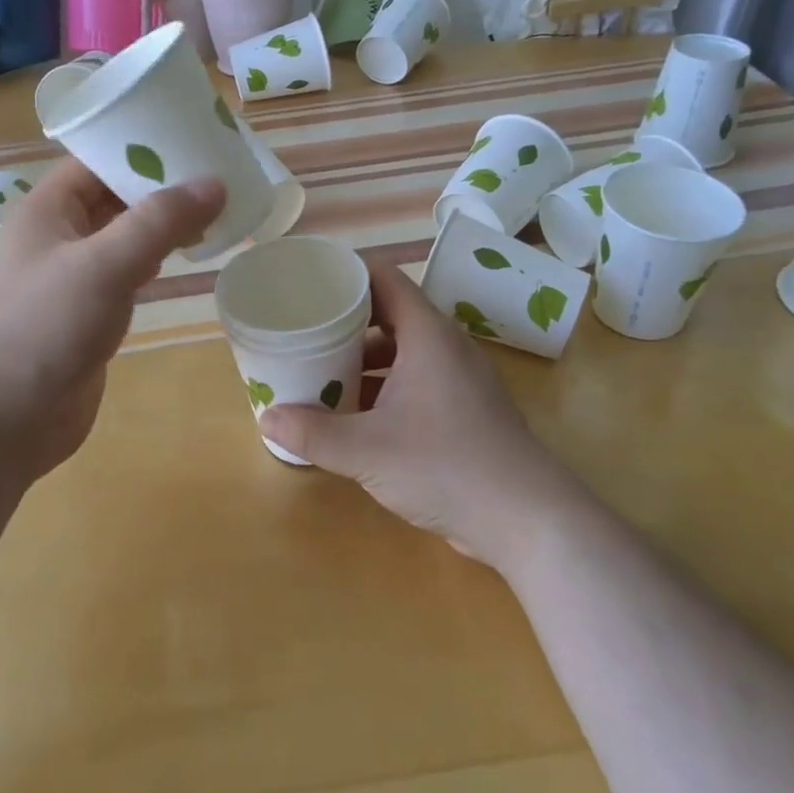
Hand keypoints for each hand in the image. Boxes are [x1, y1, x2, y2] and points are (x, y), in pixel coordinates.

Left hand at [0, 158, 224, 482]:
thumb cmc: (42, 329)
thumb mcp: (104, 264)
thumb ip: (159, 221)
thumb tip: (215, 182)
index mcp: (49, 208)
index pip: (99, 160)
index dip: (144, 147)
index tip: (197, 142)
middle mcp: (58, 236)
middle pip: (115, 196)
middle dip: (162, 187)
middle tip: (219, 178)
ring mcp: (71, 278)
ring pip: (123, 236)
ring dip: (162, 226)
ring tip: (214, 213)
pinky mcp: (86, 315)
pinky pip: (126, 274)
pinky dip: (155, 262)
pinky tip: (184, 261)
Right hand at [260, 259, 574, 567]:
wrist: (526, 519)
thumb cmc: (445, 465)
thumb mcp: (367, 450)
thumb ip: (313, 434)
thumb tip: (267, 418)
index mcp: (427, 334)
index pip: (384, 278)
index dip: (346, 272)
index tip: (308, 280)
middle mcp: (446, 346)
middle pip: (389, 313)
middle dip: (345, 320)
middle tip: (304, 327)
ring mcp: (459, 379)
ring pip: (403, 351)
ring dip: (363, 359)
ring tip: (321, 370)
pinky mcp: (464, 410)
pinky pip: (416, 380)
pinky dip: (384, 386)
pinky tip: (356, 414)